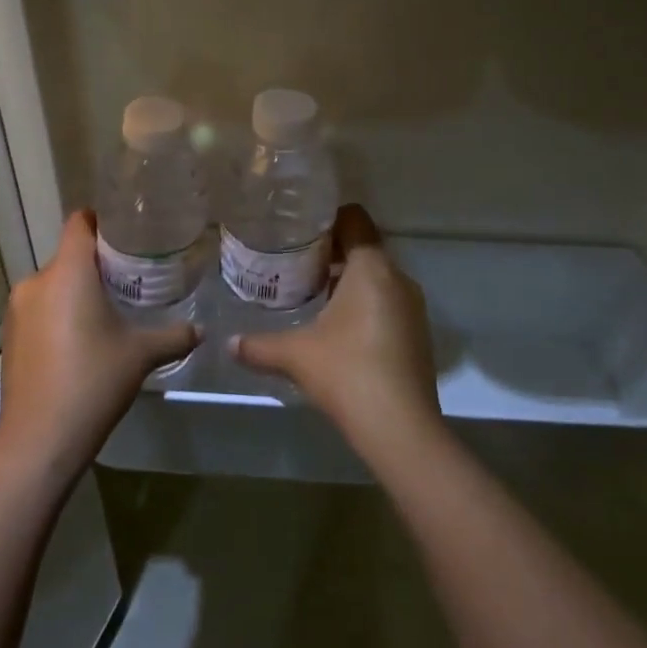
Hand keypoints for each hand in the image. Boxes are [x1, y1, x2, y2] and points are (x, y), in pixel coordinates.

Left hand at [0, 211, 197, 478]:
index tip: (127, 232)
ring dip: (76, 292)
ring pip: (53, 285)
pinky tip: (79, 343)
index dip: (102, 220)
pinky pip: (39, 310)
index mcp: (69, 271)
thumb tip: (200, 330)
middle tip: (129, 279)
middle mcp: (37, 280)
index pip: (80, 221)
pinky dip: (58, 315)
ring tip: (106, 313)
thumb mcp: (141, 354)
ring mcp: (17, 310)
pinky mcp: (9, 336)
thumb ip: (173, 336)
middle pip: (69, 256)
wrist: (39, 439)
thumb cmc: (93, 381)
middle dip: (96, 264)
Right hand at [231, 205, 442, 458]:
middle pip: (364, 248)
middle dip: (332, 254)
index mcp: (371, 267)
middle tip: (296, 265)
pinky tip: (339, 332)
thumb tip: (228, 344)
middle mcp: (398, 278)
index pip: (354, 219)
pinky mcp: (418, 335)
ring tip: (313, 297)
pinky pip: (388, 304)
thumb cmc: (346, 372)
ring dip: (348, 282)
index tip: (300, 232)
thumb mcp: (295, 354)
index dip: (328, 219)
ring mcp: (413, 308)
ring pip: (377, 278)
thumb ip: (258, 345)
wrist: (401, 428)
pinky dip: (365, 306)